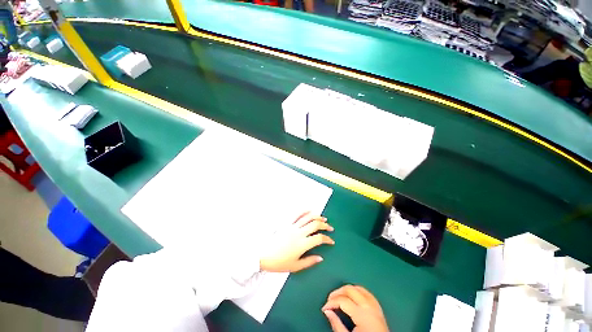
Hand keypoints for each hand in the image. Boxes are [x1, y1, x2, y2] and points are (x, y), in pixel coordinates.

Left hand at [259, 212, 334, 272]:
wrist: (264, 255)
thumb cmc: (279, 262)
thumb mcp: (295, 266)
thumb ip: (309, 261)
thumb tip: (321, 258)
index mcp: (302, 244)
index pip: (319, 238)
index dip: (327, 239)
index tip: (331, 241)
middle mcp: (299, 233)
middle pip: (315, 224)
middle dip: (324, 225)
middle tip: (330, 227)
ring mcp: (293, 226)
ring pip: (307, 217)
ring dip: (317, 217)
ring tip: (323, 218)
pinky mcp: (287, 223)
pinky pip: (297, 214)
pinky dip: (304, 211)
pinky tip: (309, 210)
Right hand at [322, 285, 388, 331]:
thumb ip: (337, 325)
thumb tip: (327, 312)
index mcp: (362, 314)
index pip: (342, 300)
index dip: (331, 302)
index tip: (325, 308)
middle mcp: (369, 306)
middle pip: (350, 290)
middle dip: (337, 292)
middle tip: (330, 300)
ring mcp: (375, 306)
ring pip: (358, 288)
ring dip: (347, 290)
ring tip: (339, 297)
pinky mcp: (379, 308)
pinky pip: (367, 293)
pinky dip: (358, 291)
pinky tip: (352, 296)